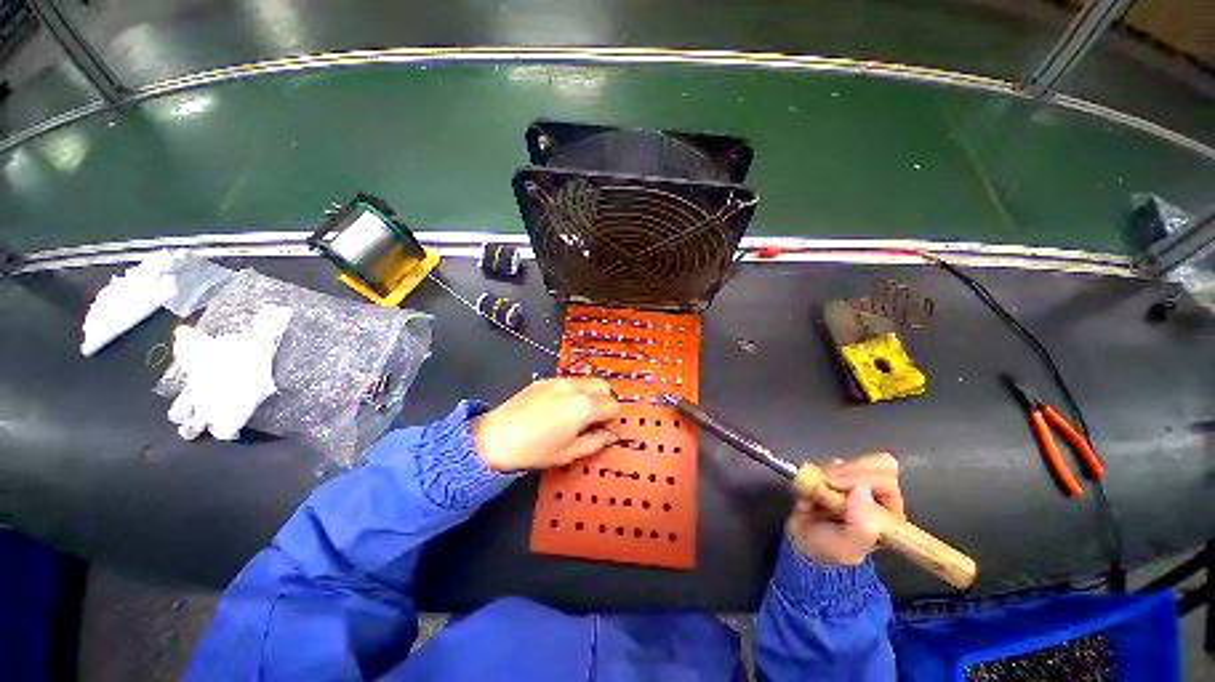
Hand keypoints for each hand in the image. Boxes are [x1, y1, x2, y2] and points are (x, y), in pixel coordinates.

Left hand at [472, 378, 620, 471]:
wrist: (494, 438)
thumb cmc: (536, 450)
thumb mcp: (570, 452)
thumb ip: (597, 441)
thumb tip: (611, 435)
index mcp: (585, 405)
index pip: (613, 406)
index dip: (611, 421)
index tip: (602, 432)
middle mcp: (576, 387)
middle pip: (604, 386)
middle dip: (605, 401)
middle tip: (593, 420)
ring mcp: (559, 380)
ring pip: (586, 381)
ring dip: (590, 394)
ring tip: (575, 414)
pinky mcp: (543, 380)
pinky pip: (567, 381)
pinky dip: (572, 391)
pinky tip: (556, 408)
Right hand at [786, 453, 904, 565]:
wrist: (803, 542)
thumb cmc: (829, 548)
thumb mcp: (847, 548)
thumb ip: (861, 527)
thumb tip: (861, 490)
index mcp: (889, 514)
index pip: (886, 482)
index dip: (861, 478)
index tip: (834, 484)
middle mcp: (877, 495)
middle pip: (877, 465)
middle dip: (848, 470)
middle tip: (827, 480)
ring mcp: (856, 483)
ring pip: (853, 462)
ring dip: (832, 471)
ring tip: (818, 485)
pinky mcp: (837, 475)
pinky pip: (832, 463)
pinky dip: (820, 469)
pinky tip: (814, 484)